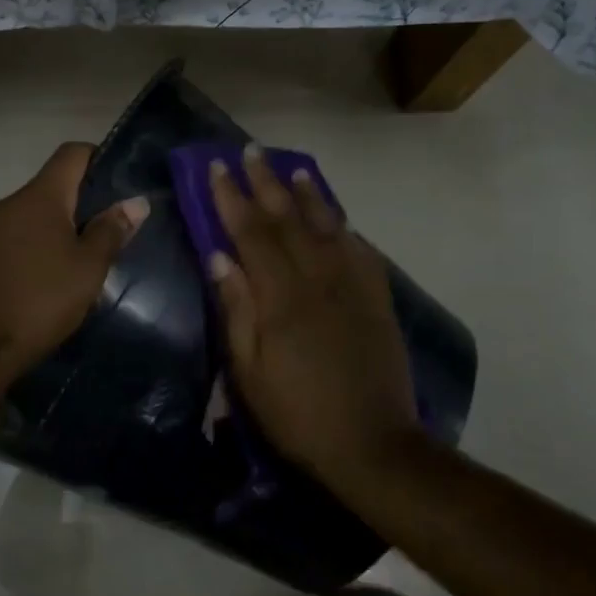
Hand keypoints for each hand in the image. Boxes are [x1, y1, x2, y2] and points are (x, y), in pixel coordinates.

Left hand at [0, 142, 148, 379]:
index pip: (71, 153)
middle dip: (81, 203)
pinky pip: (13, 239)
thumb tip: (136, 202)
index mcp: (40, 197)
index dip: (98, 158)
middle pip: (51, 186)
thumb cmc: (40, 301)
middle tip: (108, 233)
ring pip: (31, 216)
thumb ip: (112, 231)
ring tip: (78, 261)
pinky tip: (44, 280)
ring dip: (56, 229)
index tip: (119, 185)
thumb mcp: (88, 269)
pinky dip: (33, 248)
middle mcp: (9, 203)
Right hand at [207, 144, 416, 481]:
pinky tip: (338, 218)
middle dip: (267, 183)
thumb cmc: (297, 412)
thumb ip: (236, 308)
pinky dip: (345, 228)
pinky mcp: (378, 300)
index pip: (251, 232)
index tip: (217, 167)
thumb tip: (219, 257)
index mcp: (282, 296)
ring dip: (309, 195)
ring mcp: (354, 286)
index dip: (232, 198)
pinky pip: (361, 251)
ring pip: (328, 226)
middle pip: (289, 219)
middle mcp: (319, 278)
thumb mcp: (249, 370)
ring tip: (295, 168)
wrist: (372, 443)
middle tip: (252, 152)